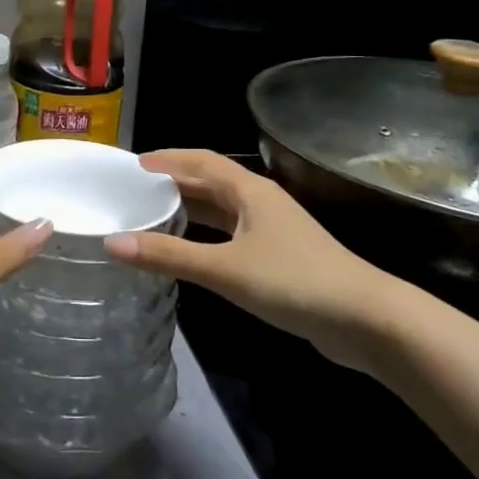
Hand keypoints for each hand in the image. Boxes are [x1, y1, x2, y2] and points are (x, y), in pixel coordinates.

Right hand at [105, 150, 389, 366]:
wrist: (364, 320)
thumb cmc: (293, 281)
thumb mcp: (225, 268)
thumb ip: (169, 255)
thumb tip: (113, 242)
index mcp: (250, 190)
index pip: (201, 161)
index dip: (168, 159)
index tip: (133, 165)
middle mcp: (260, 201)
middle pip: (211, 182)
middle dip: (175, 182)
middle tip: (136, 190)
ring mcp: (272, 229)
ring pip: (222, 209)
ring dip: (191, 208)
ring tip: (153, 214)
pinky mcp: (279, 256)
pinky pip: (232, 233)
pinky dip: (206, 234)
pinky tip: (191, 249)